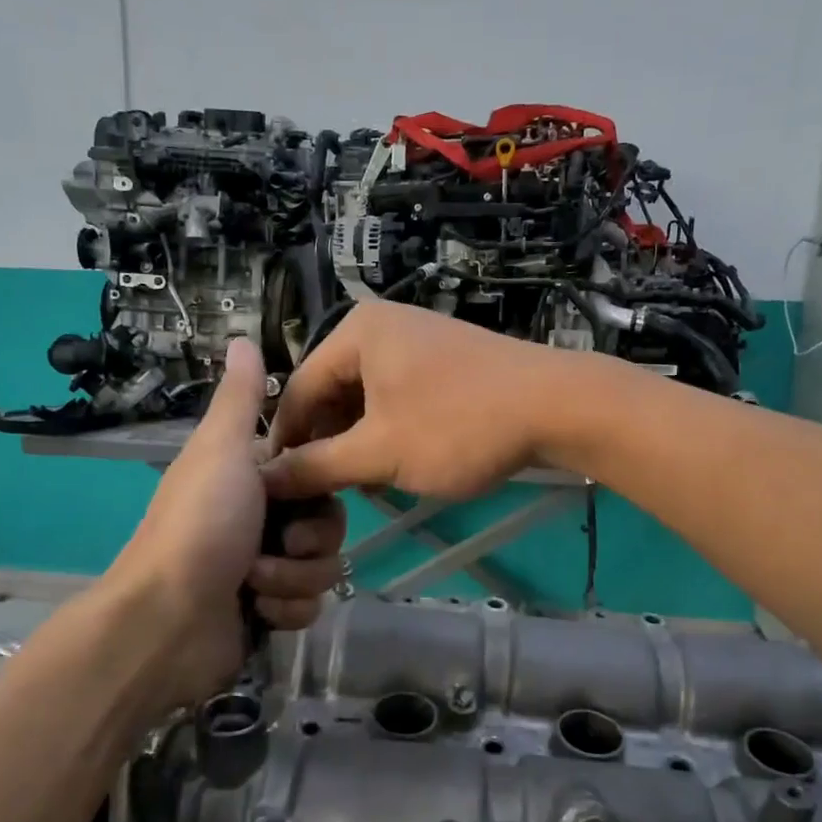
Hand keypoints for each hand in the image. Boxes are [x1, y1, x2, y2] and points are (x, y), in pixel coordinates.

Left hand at [116, 339, 346, 700]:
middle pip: (330, 524)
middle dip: (309, 539)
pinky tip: (257, 612)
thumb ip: (240, 400)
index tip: (306, 490)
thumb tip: (242, 337)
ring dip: (293, 577)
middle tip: (279, 541)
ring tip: (254, 583)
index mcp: (252, 481)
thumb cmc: (200, 525)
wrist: (167, 619)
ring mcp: (266, 571)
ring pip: (324, 568)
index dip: (320, 485)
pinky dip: (285, 609)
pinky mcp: (269, 613)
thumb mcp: (221, 450)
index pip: (318, 475)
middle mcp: (262, 522)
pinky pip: (309, 607)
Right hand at [263, 302, 575, 501]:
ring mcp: (417, 341)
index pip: (298, 391)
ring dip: (359, 444)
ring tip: (363, 486)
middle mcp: (381, 327)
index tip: (277, 491)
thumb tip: (264, 479)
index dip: (286, 444)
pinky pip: (397, 398)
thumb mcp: (379, 452)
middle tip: (325, 494)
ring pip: (366, 400)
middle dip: (328, 445)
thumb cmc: (458, 426)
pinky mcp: (444, 361)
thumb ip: (317, 466)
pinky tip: (398, 466)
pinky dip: (390, 432)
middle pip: (331, 393)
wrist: (557, 407)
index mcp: (355, 332)